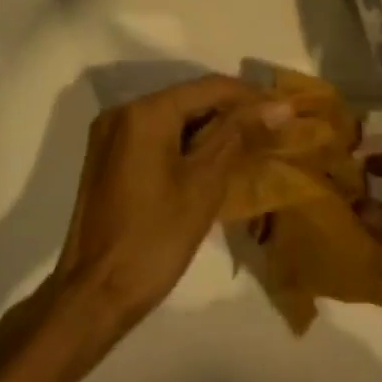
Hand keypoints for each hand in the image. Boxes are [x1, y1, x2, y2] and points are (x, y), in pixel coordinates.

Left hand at [52, 75, 291, 328]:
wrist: (95, 294)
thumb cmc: (155, 237)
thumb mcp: (205, 183)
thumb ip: (239, 135)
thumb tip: (280, 105)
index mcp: (145, 112)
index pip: (210, 87)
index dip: (251, 97)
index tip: (285, 113)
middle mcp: (123, 112)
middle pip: (189, 99)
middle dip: (231, 114)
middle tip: (271, 132)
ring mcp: (110, 136)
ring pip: (173, 119)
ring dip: (210, 130)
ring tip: (250, 147)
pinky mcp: (108, 159)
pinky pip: (155, 137)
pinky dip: (185, 145)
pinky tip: (212, 164)